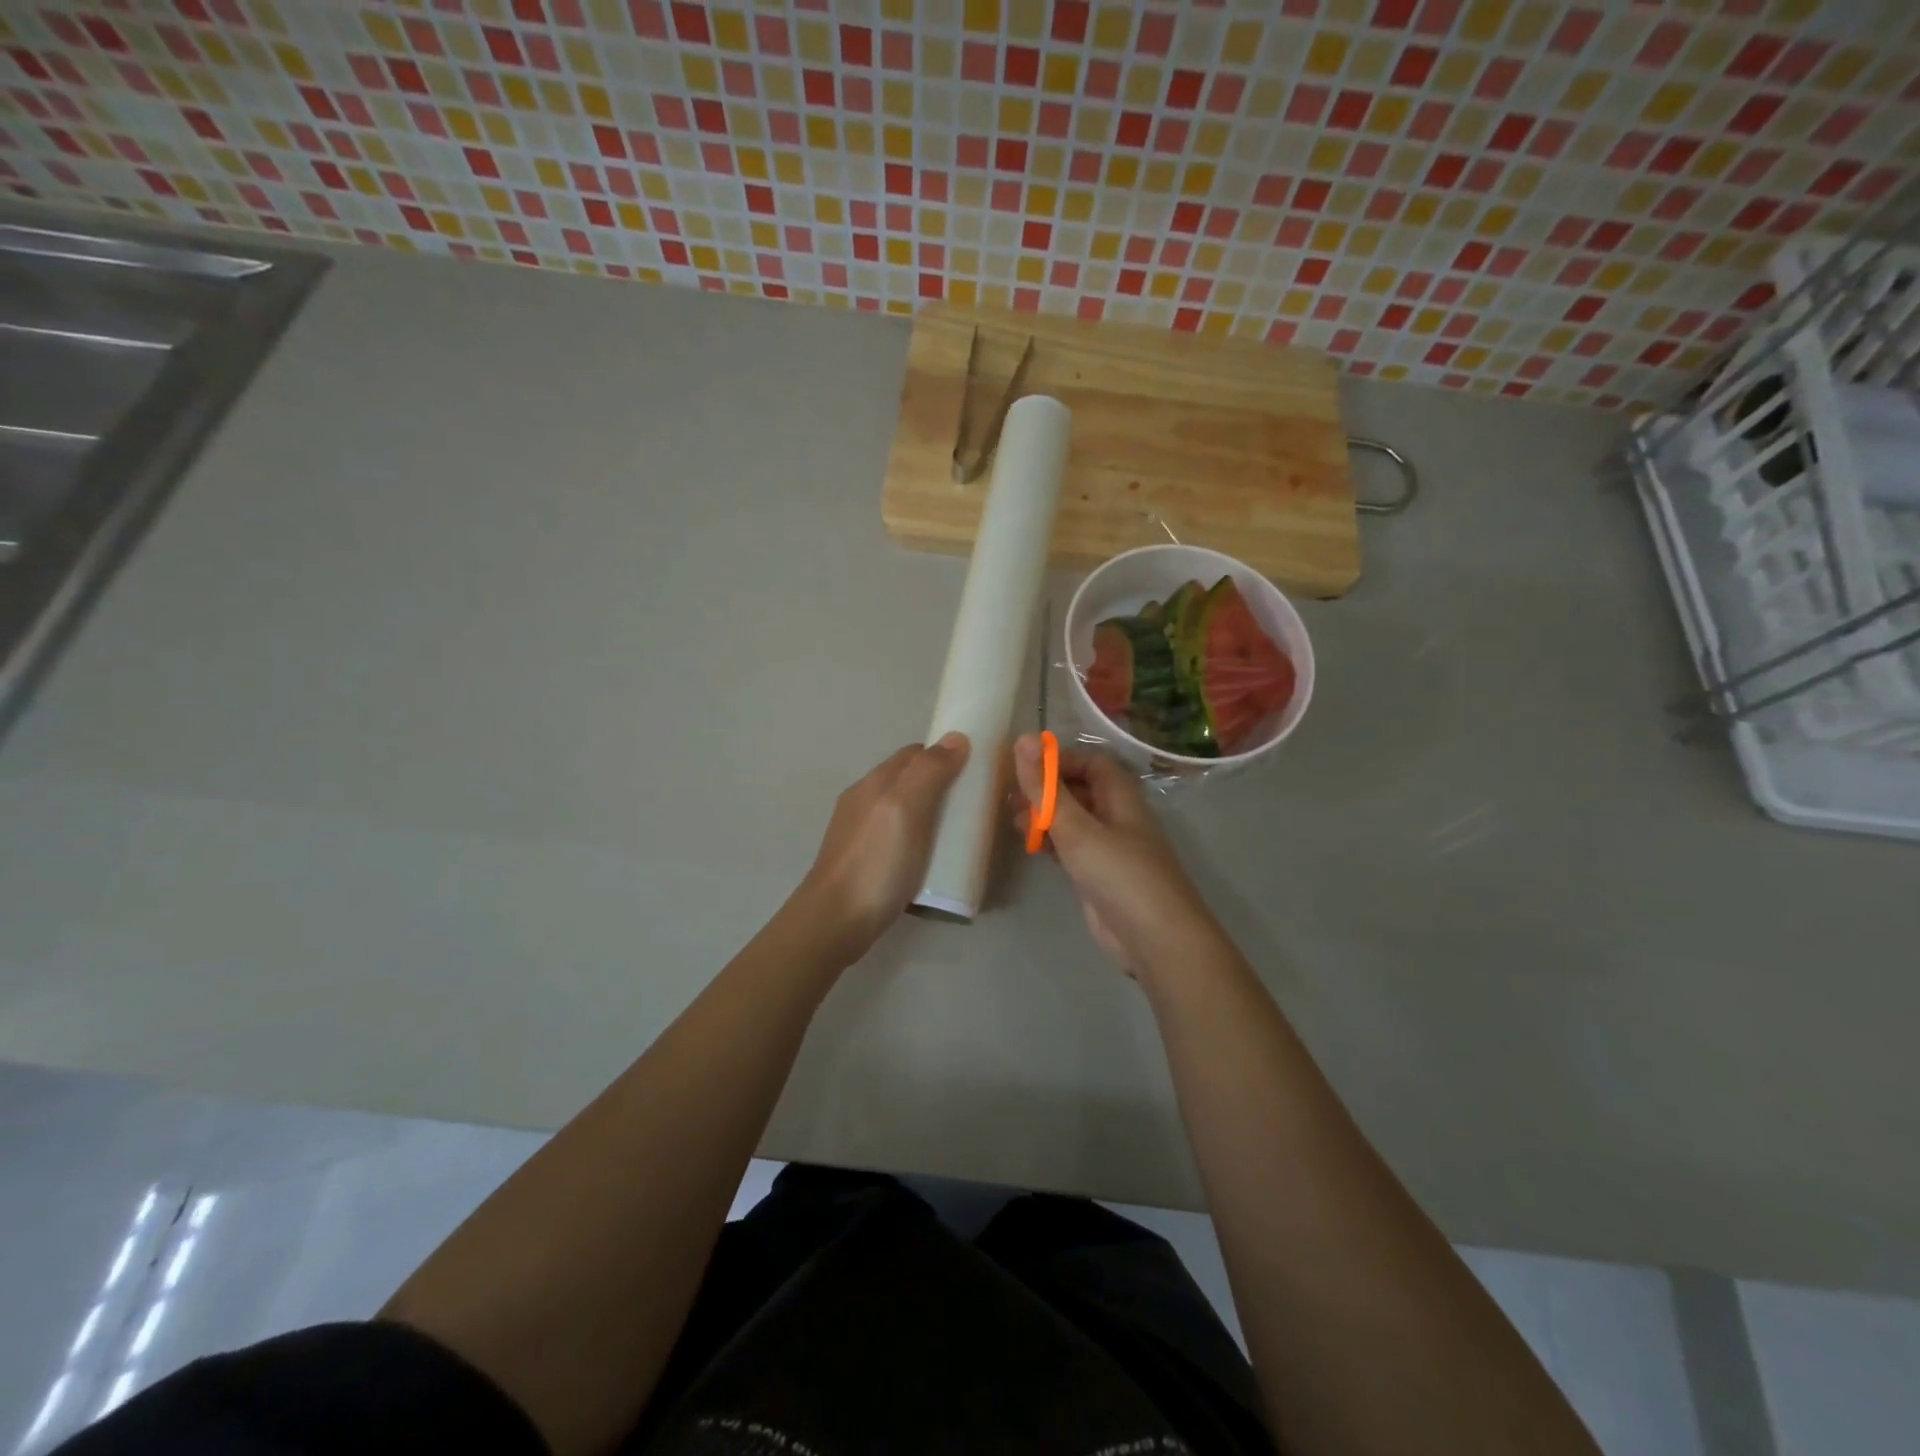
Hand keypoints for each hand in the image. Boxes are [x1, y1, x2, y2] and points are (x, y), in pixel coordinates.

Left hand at [795, 733, 969, 963]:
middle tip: (974, 805)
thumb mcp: (906, 809)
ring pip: (904, 809)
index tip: (977, 770)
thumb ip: (929, 772)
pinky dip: (920, 838)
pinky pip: (898, 836)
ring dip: (931, 814)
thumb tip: (956, 737)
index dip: (945, 756)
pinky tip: (932, 858)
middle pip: (909, 780)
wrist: (835, 922)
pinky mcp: (864, 860)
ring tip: (959, 834)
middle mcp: (864, 800)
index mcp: (875, 782)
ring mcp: (861, 832)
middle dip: (941, 784)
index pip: (915, 753)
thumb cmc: (876, 862)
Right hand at [1013, 734, 1221, 979]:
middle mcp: (1115, 817)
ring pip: (1071, 820)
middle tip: (1011, 798)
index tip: (1025, 767)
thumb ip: (1046, 788)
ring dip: (1044, 817)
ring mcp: (1107, 848)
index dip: (1059, 760)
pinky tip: (1030, 846)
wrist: (1155, 939)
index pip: (1090, 762)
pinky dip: (1050, 842)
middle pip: (1078, 790)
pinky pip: (1070, 848)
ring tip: (1014, 822)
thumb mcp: (1077, 828)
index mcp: (1120, 796)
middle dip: (1045, 790)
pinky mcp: (1097, 875)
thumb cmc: (1120, 874)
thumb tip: (1023, 739)